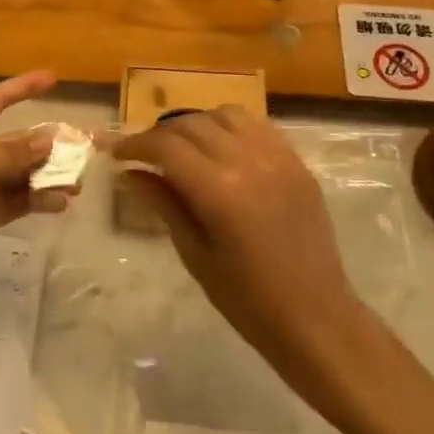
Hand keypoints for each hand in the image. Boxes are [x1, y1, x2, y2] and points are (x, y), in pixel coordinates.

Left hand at [0, 69, 72, 314]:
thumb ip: (7, 153)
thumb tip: (50, 139)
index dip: (22, 88)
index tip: (53, 78)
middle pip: (19, 141)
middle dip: (50, 142)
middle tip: (85, 147)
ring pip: (26, 172)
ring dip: (51, 174)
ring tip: (77, 182)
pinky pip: (23, 200)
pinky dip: (42, 199)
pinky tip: (60, 203)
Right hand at [113, 106, 368, 377]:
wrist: (316, 318)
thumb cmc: (248, 301)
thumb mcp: (195, 254)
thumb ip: (163, 204)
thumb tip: (128, 173)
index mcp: (220, 192)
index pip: (167, 146)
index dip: (136, 145)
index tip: (117, 155)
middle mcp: (249, 162)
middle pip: (192, 124)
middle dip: (160, 134)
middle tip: (143, 155)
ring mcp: (278, 158)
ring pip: (226, 116)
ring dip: (196, 124)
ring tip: (182, 148)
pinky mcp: (297, 163)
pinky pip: (258, 126)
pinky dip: (230, 128)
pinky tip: (221, 149)